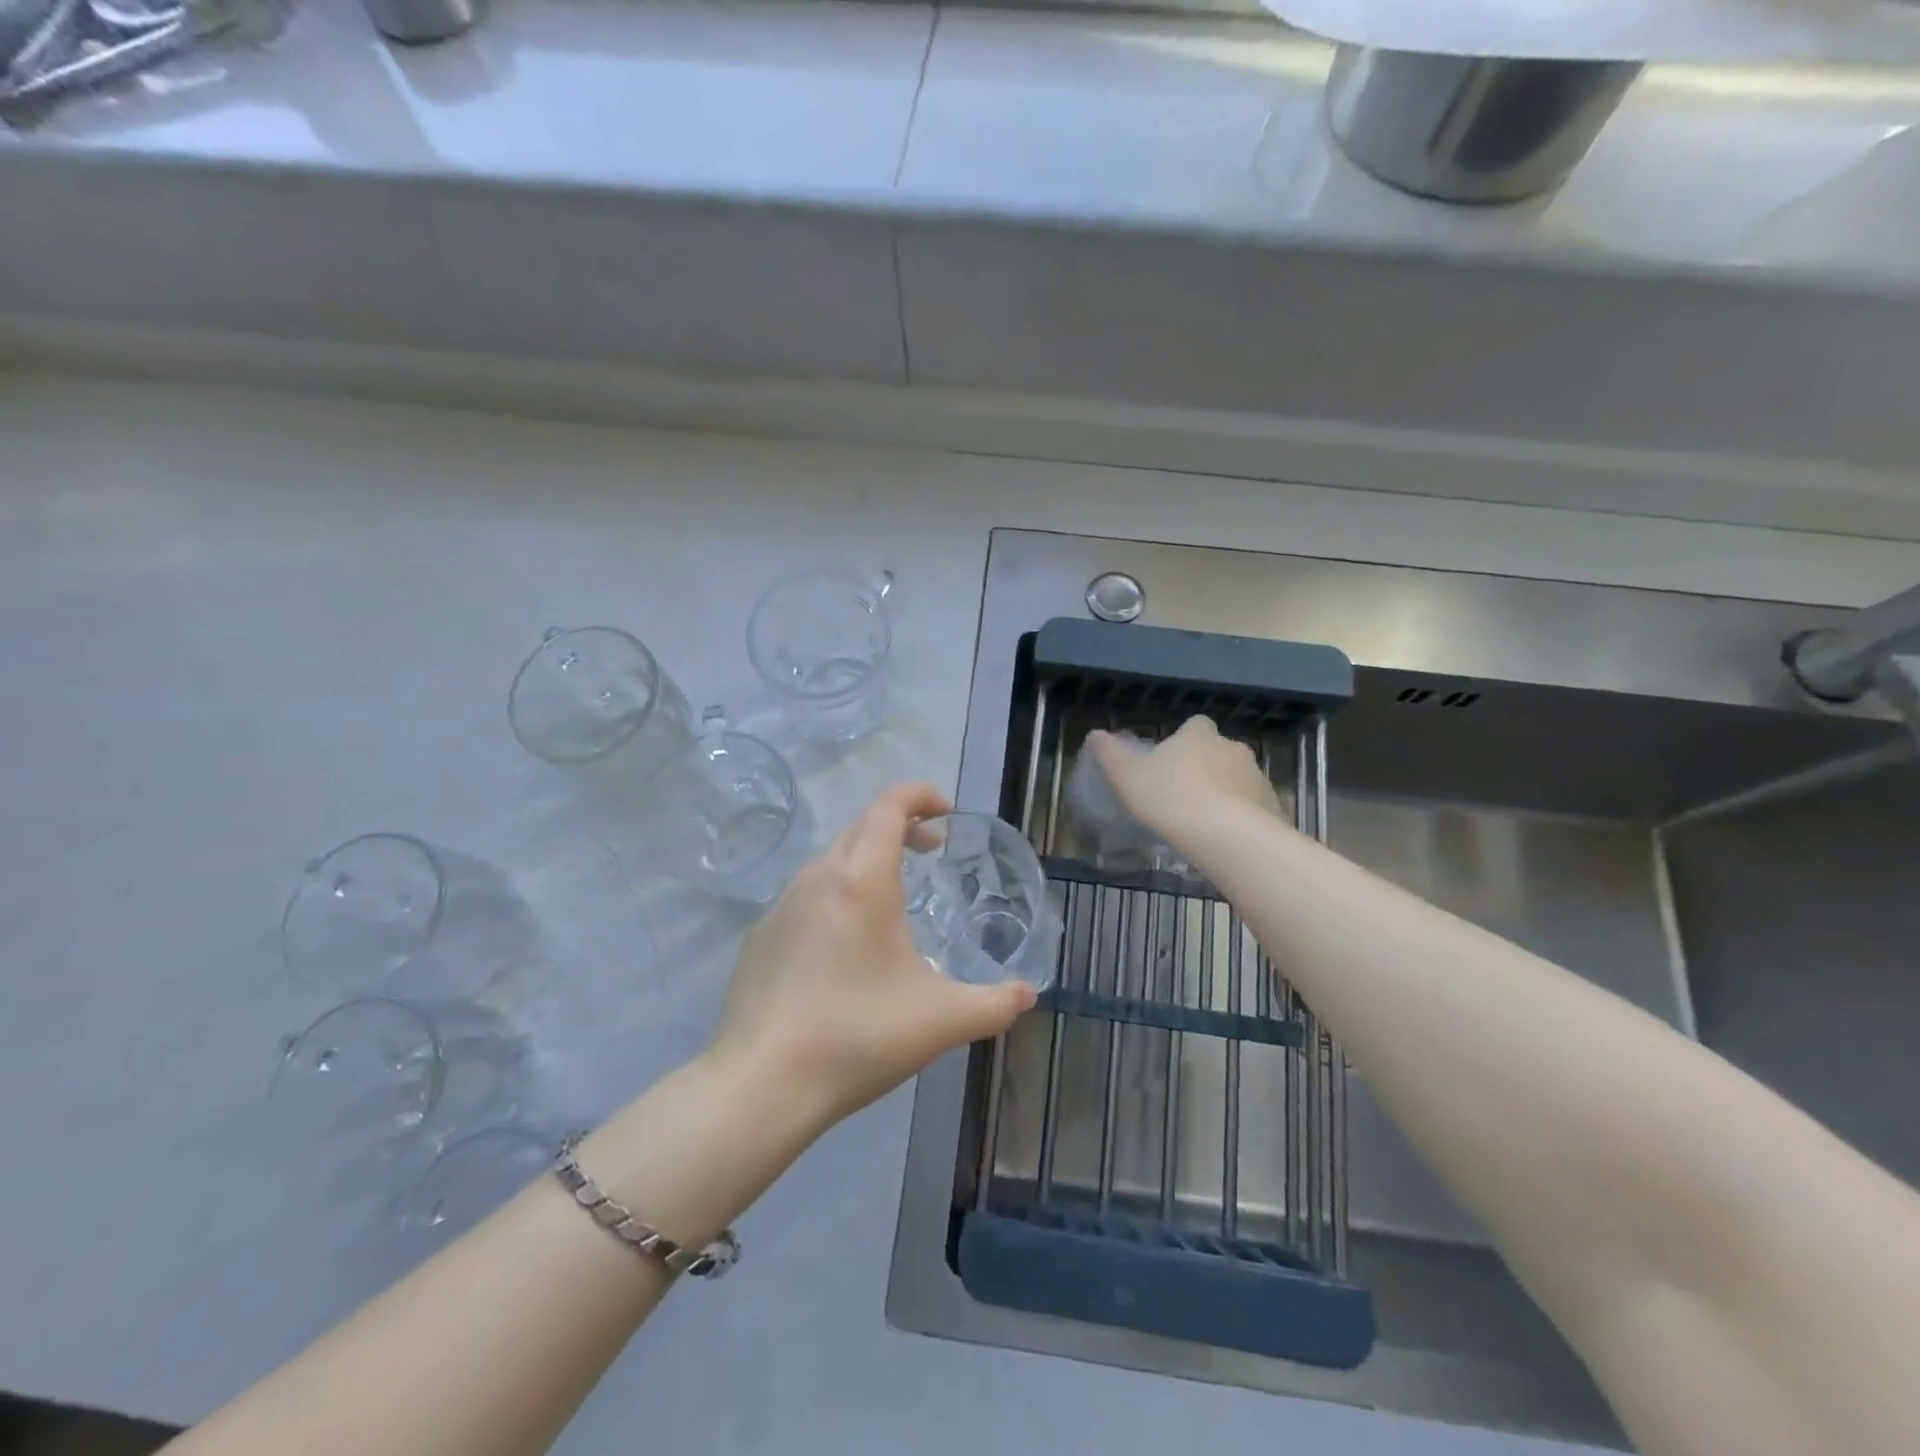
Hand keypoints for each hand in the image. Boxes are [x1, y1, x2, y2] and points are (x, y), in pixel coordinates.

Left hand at [707, 783, 1037, 1130]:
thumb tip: (1028, 994)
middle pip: (861, 825)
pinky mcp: (761, 936)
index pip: (889, 805)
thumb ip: (994, 1004)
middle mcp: (818, 877)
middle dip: (901, 826)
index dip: (920, 795)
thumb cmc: (858, 1036)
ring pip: (832, 860)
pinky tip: (846, 947)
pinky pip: (807, 895)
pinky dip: (837, 894)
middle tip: (932, 851)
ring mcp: (782, 905)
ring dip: (868, 860)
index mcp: (862, 880)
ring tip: (894, 900)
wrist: (761, 1084)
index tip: (946, 814)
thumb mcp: (942, 1021)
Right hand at [1085, 716, 1281, 843]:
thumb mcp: (1127, 777)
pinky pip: (1252, 806)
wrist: (1228, 835)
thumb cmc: (1171, 798)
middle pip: (1217, 751)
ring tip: (1201, 822)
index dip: (1183, 740)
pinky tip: (1222, 838)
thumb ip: (1110, 754)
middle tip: (1181, 796)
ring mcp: (1256, 776)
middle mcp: (1232, 747)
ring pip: (1236, 779)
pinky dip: (1240, 816)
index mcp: (1198, 735)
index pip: (1194, 725)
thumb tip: (1095, 734)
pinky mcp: (1272, 805)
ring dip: (1223, 793)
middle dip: (1204, 768)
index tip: (1170, 762)